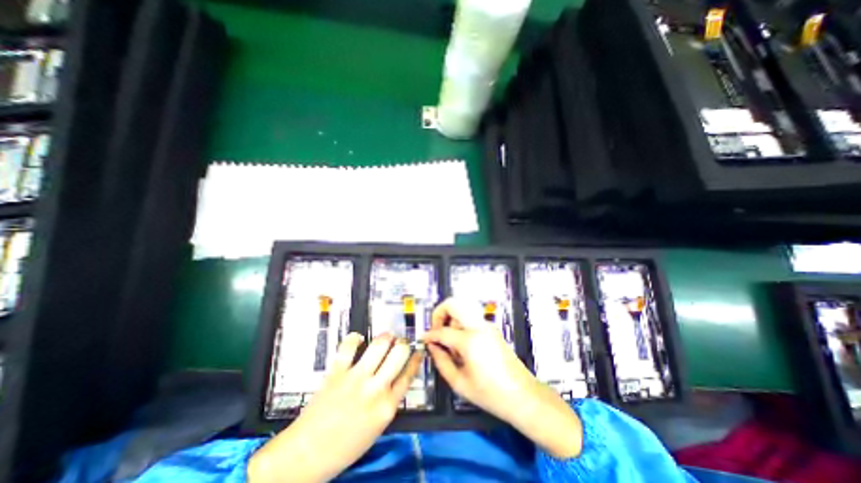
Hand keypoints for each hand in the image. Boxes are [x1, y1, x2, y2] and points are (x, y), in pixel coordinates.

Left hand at [249, 332, 422, 482]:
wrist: (305, 456)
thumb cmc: (343, 447)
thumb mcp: (377, 428)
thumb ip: (389, 401)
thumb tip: (396, 378)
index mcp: (387, 407)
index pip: (409, 374)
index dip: (416, 358)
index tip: (417, 350)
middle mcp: (375, 389)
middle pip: (399, 353)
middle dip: (403, 343)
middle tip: (401, 342)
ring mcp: (356, 378)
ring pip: (380, 344)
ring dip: (386, 337)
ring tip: (386, 337)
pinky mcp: (337, 372)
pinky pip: (349, 346)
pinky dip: (355, 338)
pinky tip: (358, 339)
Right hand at [425, 298, 585, 459]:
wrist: (523, 395)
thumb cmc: (491, 394)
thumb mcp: (460, 383)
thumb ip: (441, 361)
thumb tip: (432, 347)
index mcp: (470, 340)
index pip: (442, 331)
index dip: (429, 335)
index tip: (423, 339)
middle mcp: (479, 326)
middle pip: (453, 303)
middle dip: (440, 313)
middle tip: (436, 331)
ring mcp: (487, 325)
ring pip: (462, 310)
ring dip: (451, 320)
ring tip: (450, 343)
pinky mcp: (492, 329)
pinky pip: (470, 319)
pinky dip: (461, 325)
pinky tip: (462, 346)